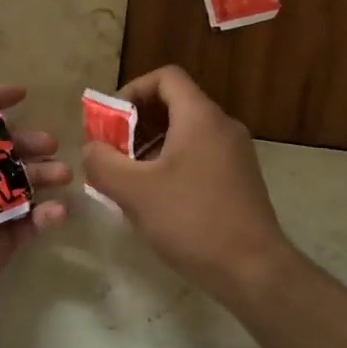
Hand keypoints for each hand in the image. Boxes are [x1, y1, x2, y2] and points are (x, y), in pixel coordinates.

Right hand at [80, 65, 300, 302]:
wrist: (254, 270)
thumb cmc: (191, 220)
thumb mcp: (135, 191)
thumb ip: (103, 163)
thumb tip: (92, 149)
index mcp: (200, 117)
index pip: (166, 77)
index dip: (133, 90)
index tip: (111, 121)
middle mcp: (222, 126)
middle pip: (175, 104)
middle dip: (137, 122)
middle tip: (112, 151)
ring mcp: (236, 153)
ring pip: (187, 132)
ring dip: (153, 145)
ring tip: (129, 178)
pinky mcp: (240, 179)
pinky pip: (200, 155)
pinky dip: (173, 163)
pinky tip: (157, 198)